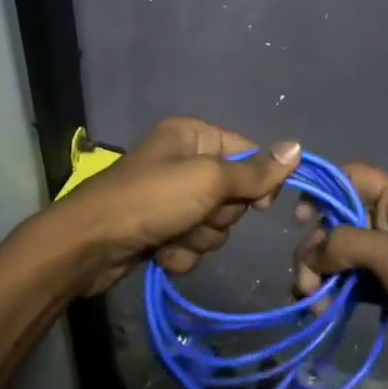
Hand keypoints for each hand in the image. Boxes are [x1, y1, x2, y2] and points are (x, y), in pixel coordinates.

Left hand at [47, 117, 301, 294]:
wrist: (90, 245)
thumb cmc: (151, 200)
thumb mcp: (208, 181)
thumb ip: (254, 172)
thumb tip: (297, 147)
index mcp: (192, 136)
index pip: (247, 153)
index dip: (256, 182)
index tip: (258, 205)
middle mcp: (182, 161)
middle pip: (232, 195)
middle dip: (217, 216)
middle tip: (195, 216)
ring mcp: (169, 198)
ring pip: (214, 225)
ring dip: (198, 238)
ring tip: (172, 235)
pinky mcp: (160, 229)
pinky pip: (192, 244)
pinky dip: (180, 252)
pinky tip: (160, 252)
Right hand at [293, 163, 387, 388]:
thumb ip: (349, 243)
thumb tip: (311, 253)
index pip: (353, 176)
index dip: (323, 190)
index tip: (299, 220)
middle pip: (339, 218)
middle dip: (316, 248)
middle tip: (306, 284)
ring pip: (340, 251)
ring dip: (321, 274)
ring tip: (313, 305)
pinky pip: (350, 277)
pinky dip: (333, 289)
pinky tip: (322, 310)